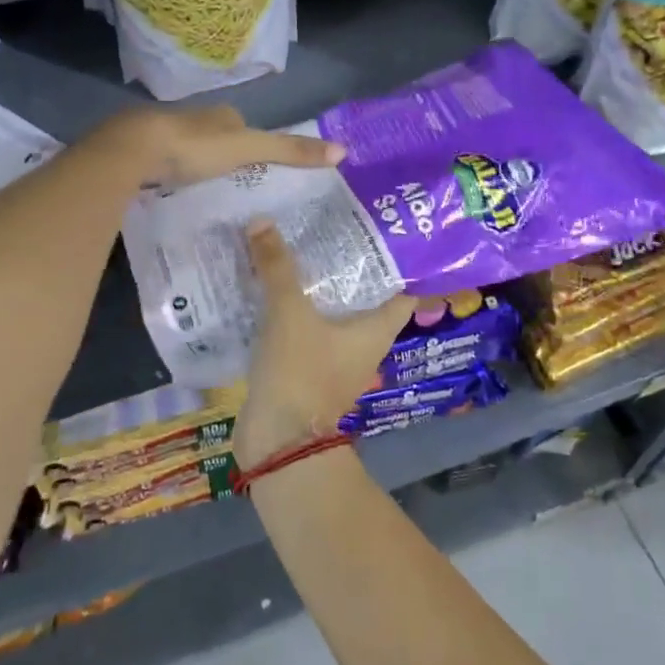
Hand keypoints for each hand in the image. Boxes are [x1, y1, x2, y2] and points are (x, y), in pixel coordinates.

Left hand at [100, 105, 344, 188]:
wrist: (134, 150)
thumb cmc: (196, 147)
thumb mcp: (250, 149)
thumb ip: (290, 150)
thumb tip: (343, 150)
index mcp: (220, 115)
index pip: (242, 125)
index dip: (252, 142)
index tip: (260, 164)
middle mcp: (193, 119)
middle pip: (215, 137)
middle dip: (223, 155)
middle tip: (234, 182)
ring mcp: (164, 135)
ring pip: (188, 150)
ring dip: (196, 165)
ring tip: (207, 191)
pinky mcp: (141, 154)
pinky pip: (164, 165)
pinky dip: (172, 175)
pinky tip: (173, 192)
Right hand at [232, 221, 415, 470]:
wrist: (277, 444)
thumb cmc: (300, 374)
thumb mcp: (290, 314)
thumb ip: (278, 268)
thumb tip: (262, 220)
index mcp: (377, 328)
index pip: (403, 288)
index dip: (396, 260)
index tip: (378, 227)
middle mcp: (363, 342)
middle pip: (362, 295)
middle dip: (345, 264)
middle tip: (326, 225)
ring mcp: (334, 358)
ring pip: (329, 311)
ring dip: (314, 285)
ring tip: (295, 245)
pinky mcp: (305, 368)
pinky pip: (303, 328)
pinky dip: (291, 308)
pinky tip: (269, 285)